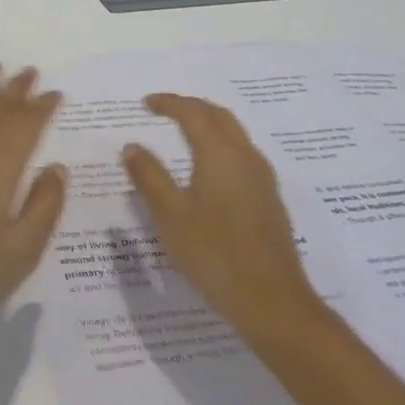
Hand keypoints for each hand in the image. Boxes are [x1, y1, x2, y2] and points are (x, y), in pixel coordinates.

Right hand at [121, 94, 321, 341]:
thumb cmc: (214, 254)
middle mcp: (245, 157)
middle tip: (163, 110)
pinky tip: (207, 168)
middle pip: (219, 116)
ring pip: (234, 134)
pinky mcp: (268, 199)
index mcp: (220, 154)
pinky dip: (219, 144)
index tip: (145, 103)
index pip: (193, 113)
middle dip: (191, 107)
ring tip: (182, 132)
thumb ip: (149, 176)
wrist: (272, 301)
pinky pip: (241, 154)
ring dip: (208, 124)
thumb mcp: (169, 215)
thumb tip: (132, 146)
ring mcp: (262, 178)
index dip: (168, 103)